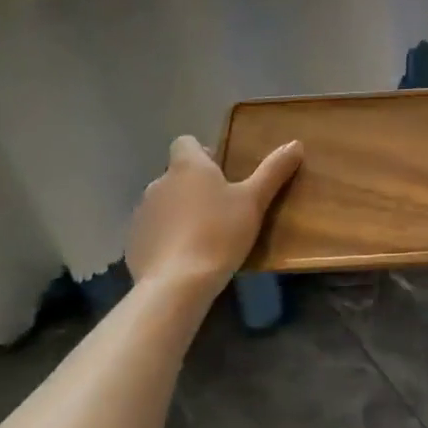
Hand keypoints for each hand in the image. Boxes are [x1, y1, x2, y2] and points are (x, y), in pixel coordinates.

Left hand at [126, 136, 302, 302]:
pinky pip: (153, 231)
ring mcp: (142, 213)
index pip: (186, 142)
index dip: (202, 153)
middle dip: (194, 186)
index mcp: (187, 166)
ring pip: (164, 203)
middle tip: (221, 208)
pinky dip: (166, 238)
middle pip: (176, 174)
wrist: (177, 284)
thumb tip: (295, 144)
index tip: (221, 172)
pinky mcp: (133, 243)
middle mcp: (159, 182)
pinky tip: (184, 257)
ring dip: (179, 212)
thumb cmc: (220, 233)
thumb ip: (273, 170)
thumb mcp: (255, 201)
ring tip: (203, 236)